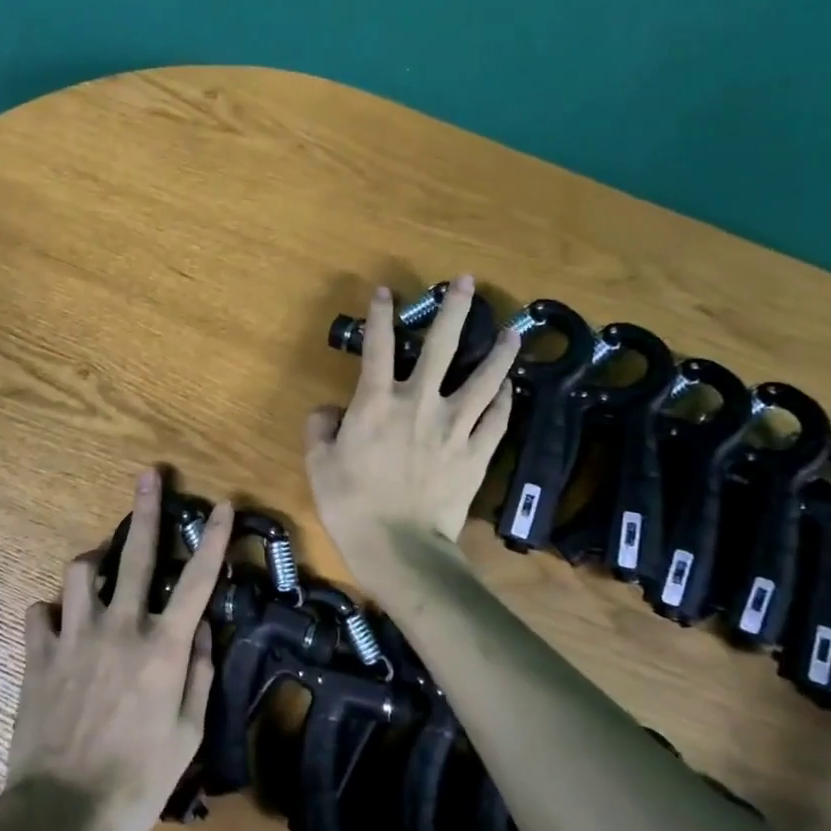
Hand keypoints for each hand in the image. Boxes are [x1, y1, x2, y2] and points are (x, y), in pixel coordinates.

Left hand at [7, 468, 230, 830]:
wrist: (63, 813)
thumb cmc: (137, 781)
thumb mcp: (188, 734)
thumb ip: (199, 673)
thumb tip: (204, 628)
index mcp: (163, 648)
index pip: (197, 582)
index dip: (214, 541)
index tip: (223, 505)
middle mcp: (121, 629)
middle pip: (136, 555)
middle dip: (145, 510)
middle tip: (148, 475)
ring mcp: (75, 637)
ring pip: (80, 572)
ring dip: (92, 563)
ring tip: (99, 569)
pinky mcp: (39, 654)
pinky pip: (40, 613)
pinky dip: (51, 612)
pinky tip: (57, 625)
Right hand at [306, 275, 519, 558]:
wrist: (398, 547)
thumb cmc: (350, 504)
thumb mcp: (318, 464)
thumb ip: (321, 428)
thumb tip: (330, 411)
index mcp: (377, 402)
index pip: (377, 346)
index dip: (380, 315)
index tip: (386, 290)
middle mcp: (420, 403)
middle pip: (441, 347)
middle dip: (455, 310)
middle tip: (467, 282)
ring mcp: (455, 427)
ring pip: (484, 380)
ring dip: (499, 354)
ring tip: (513, 333)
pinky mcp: (477, 454)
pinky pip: (496, 420)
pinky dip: (504, 401)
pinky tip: (510, 388)